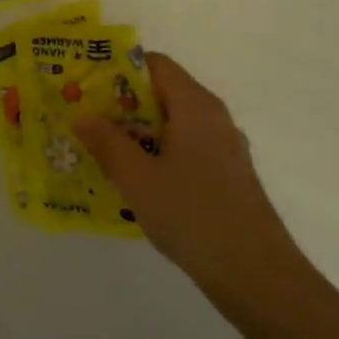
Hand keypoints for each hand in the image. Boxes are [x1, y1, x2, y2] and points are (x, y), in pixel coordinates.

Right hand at [75, 53, 303, 306]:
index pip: (155, 64)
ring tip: (99, 149)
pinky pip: (185, 149)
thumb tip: (82, 114)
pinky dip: (157, 153)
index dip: (118, 68)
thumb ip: (107, 142)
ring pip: (173, 124)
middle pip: (163, 93)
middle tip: (84, 119)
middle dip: (122, 103)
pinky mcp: (227, 176)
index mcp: (195, 106)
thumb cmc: (193, 215)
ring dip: (137, 132)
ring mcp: (224, 148)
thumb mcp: (137, 178)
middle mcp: (213, 118)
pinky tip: (134, 180)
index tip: (86, 85)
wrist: (255, 274)